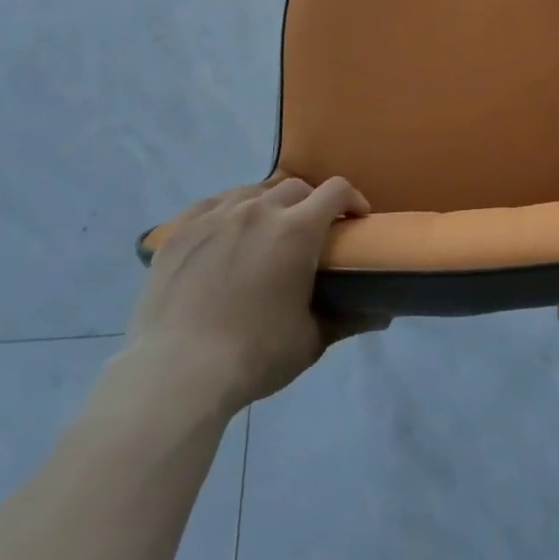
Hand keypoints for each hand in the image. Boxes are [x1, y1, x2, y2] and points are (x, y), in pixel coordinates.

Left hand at [108, 177, 380, 421]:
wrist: (176, 373)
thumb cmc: (253, 356)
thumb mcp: (310, 341)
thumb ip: (347, 319)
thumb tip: (382, 315)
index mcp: (297, 230)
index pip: (336, 190)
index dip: (352, 199)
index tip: (355, 219)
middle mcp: (259, 210)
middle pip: (295, 187)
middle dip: (310, 204)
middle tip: (309, 233)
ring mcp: (216, 215)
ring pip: (252, 191)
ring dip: (268, 204)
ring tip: (265, 231)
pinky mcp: (181, 229)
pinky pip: (212, 203)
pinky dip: (228, 210)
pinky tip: (225, 233)